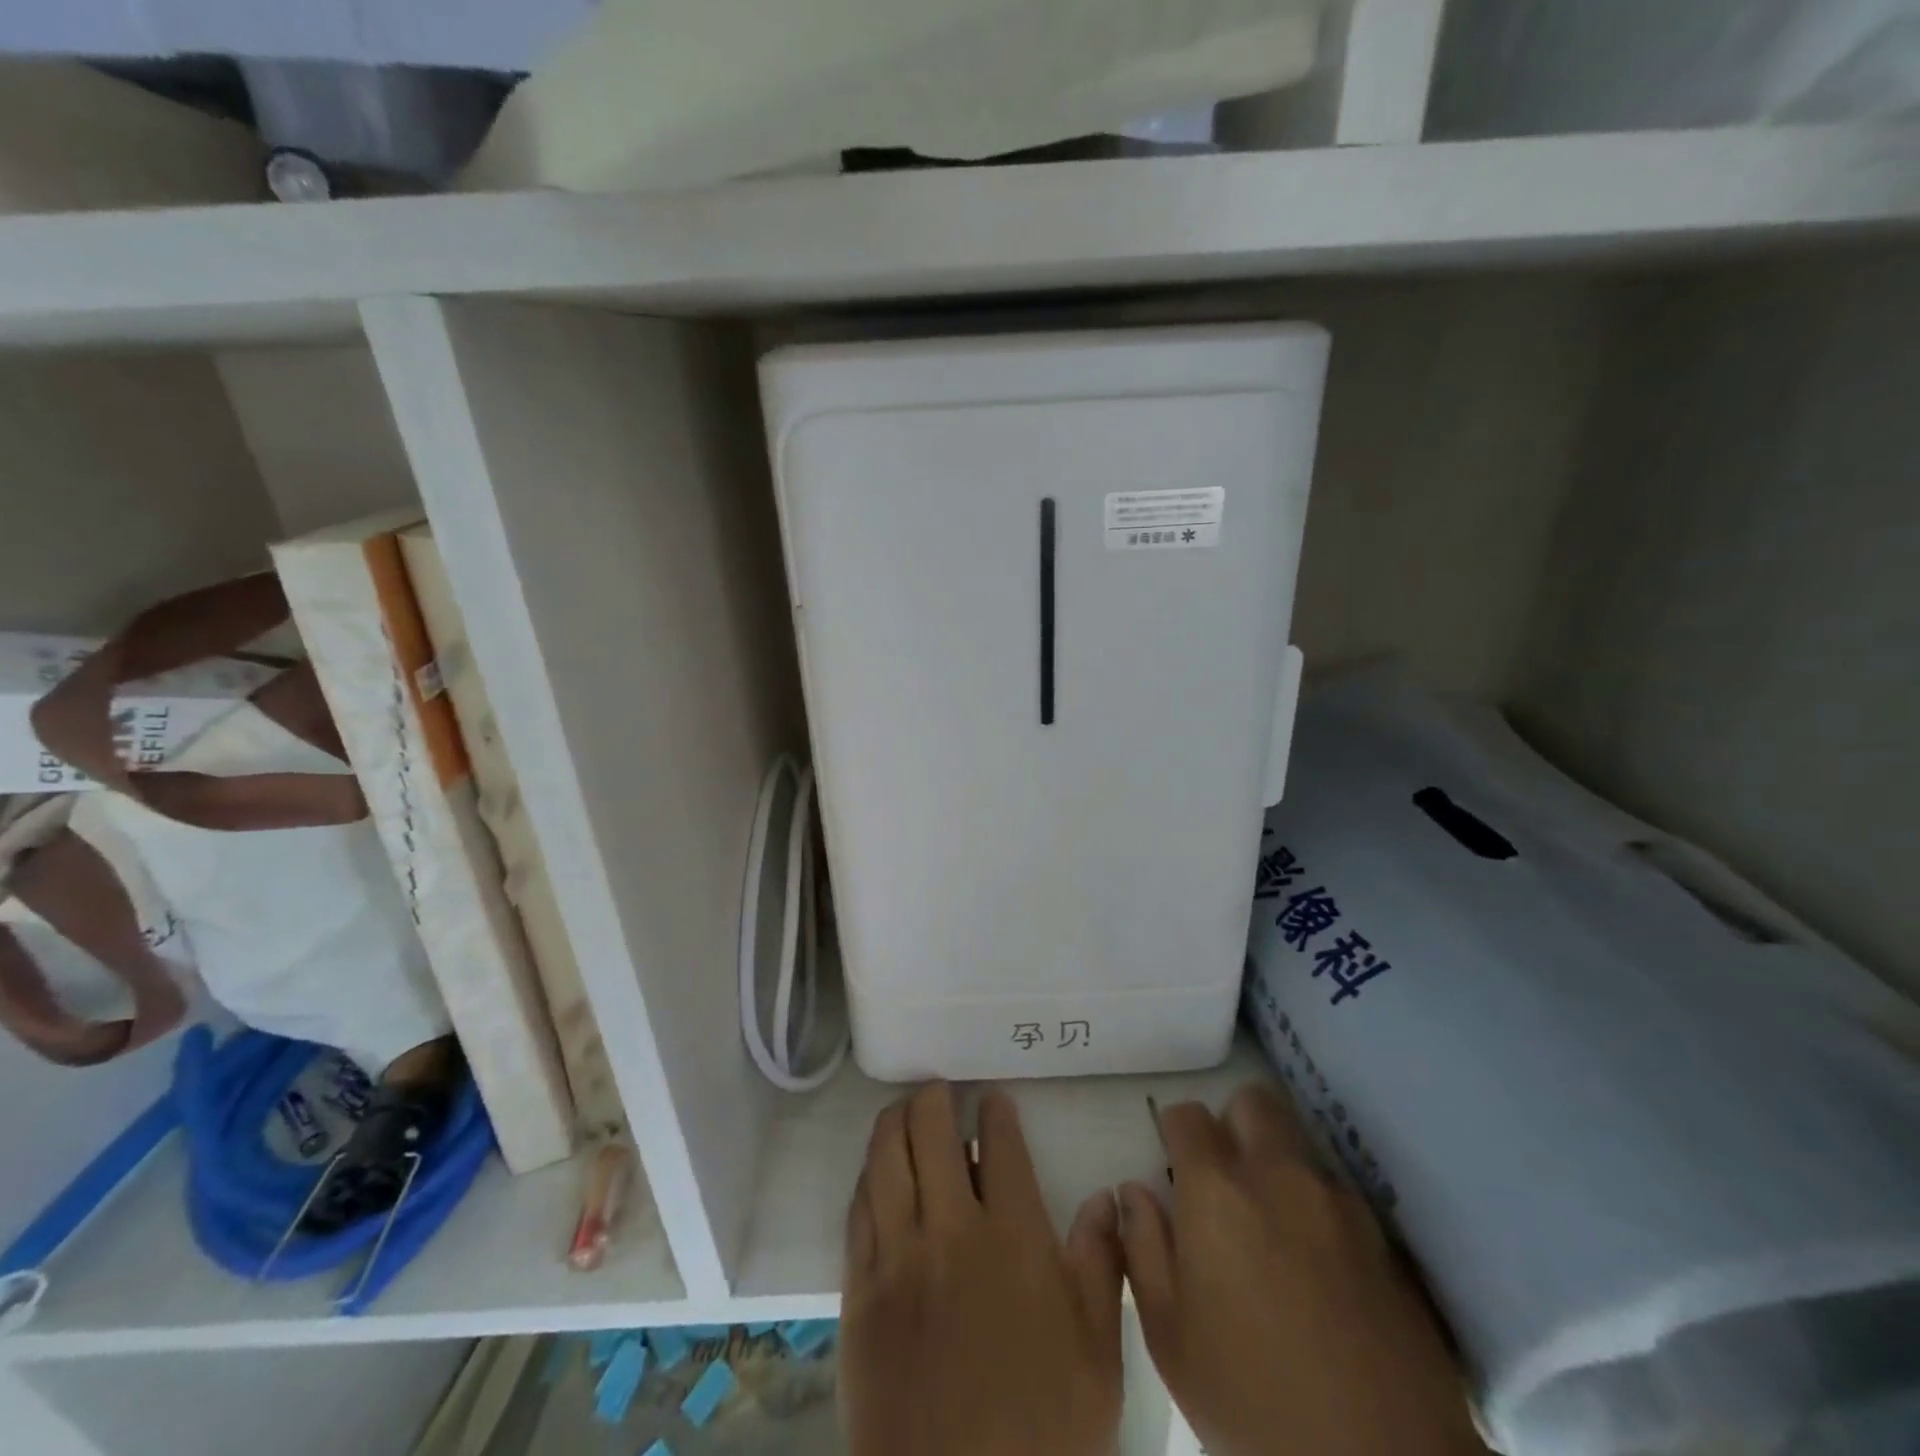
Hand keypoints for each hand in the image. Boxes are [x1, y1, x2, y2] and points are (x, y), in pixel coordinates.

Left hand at [841, 1082, 1124, 1455]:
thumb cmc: (1044, 1431)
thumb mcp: (1099, 1357)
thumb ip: (1103, 1267)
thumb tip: (1105, 1198)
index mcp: (1014, 1238)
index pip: (1000, 1148)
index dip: (995, 1114)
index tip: (992, 1099)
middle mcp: (951, 1231)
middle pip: (932, 1133)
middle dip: (935, 1099)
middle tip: (939, 1089)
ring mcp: (899, 1256)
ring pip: (887, 1159)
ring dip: (894, 1122)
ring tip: (904, 1110)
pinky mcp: (859, 1289)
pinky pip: (858, 1210)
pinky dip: (868, 1176)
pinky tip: (875, 1170)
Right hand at [1120, 1084, 1483, 1455]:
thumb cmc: (1253, 1400)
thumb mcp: (1170, 1336)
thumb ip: (1143, 1248)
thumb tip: (1134, 1192)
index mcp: (1218, 1190)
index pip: (1187, 1114)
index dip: (1174, 1132)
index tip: (1174, 1166)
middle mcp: (1279, 1175)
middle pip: (1252, 1102)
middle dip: (1232, 1125)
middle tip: (1224, 1180)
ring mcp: (1337, 1202)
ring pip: (1297, 1145)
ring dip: (1277, 1165)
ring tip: (1273, 1227)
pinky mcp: (1383, 1238)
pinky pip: (1336, 1193)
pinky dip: (1317, 1207)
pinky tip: (1318, 1266)